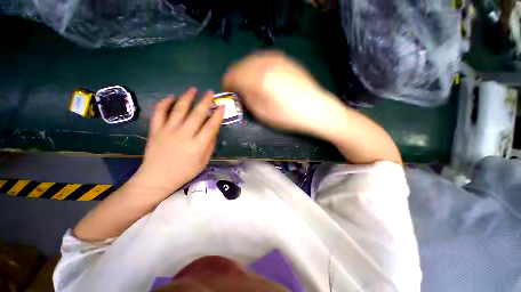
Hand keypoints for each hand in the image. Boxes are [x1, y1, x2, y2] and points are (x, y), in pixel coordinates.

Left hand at [132, 88, 223, 195]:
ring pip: (179, 110)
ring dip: (187, 98)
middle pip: (197, 114)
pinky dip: (165, 103)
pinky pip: (159, 113)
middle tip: (210, 92)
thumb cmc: (184, 172)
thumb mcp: (203, 162)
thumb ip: (210, 145)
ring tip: (193, 89)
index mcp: (198, 145)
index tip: (222, 106)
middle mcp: (184, 135)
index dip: (218, 115)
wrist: (156, 179)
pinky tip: (171, 97)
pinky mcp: (155, 131)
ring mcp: (168, 131)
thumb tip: (213, 130)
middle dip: (205, 101)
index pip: (211, 126)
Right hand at [222, 51, 345, 138]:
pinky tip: (261, 76)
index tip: (227, 91)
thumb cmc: (287, 116)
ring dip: (246, 71)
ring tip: (248, 83)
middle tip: (237, 88)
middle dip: (235, 77)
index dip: (227, 84)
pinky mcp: (285, 59)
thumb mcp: (261, 113)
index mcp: (257, 78)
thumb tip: (239, 90)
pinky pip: (264, 59)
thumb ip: (246, 98)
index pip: (232, 76)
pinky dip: (257, 67)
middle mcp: (264, 63)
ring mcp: (276, 58)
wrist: (315, 109)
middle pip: (240, 65)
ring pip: (251, 60)